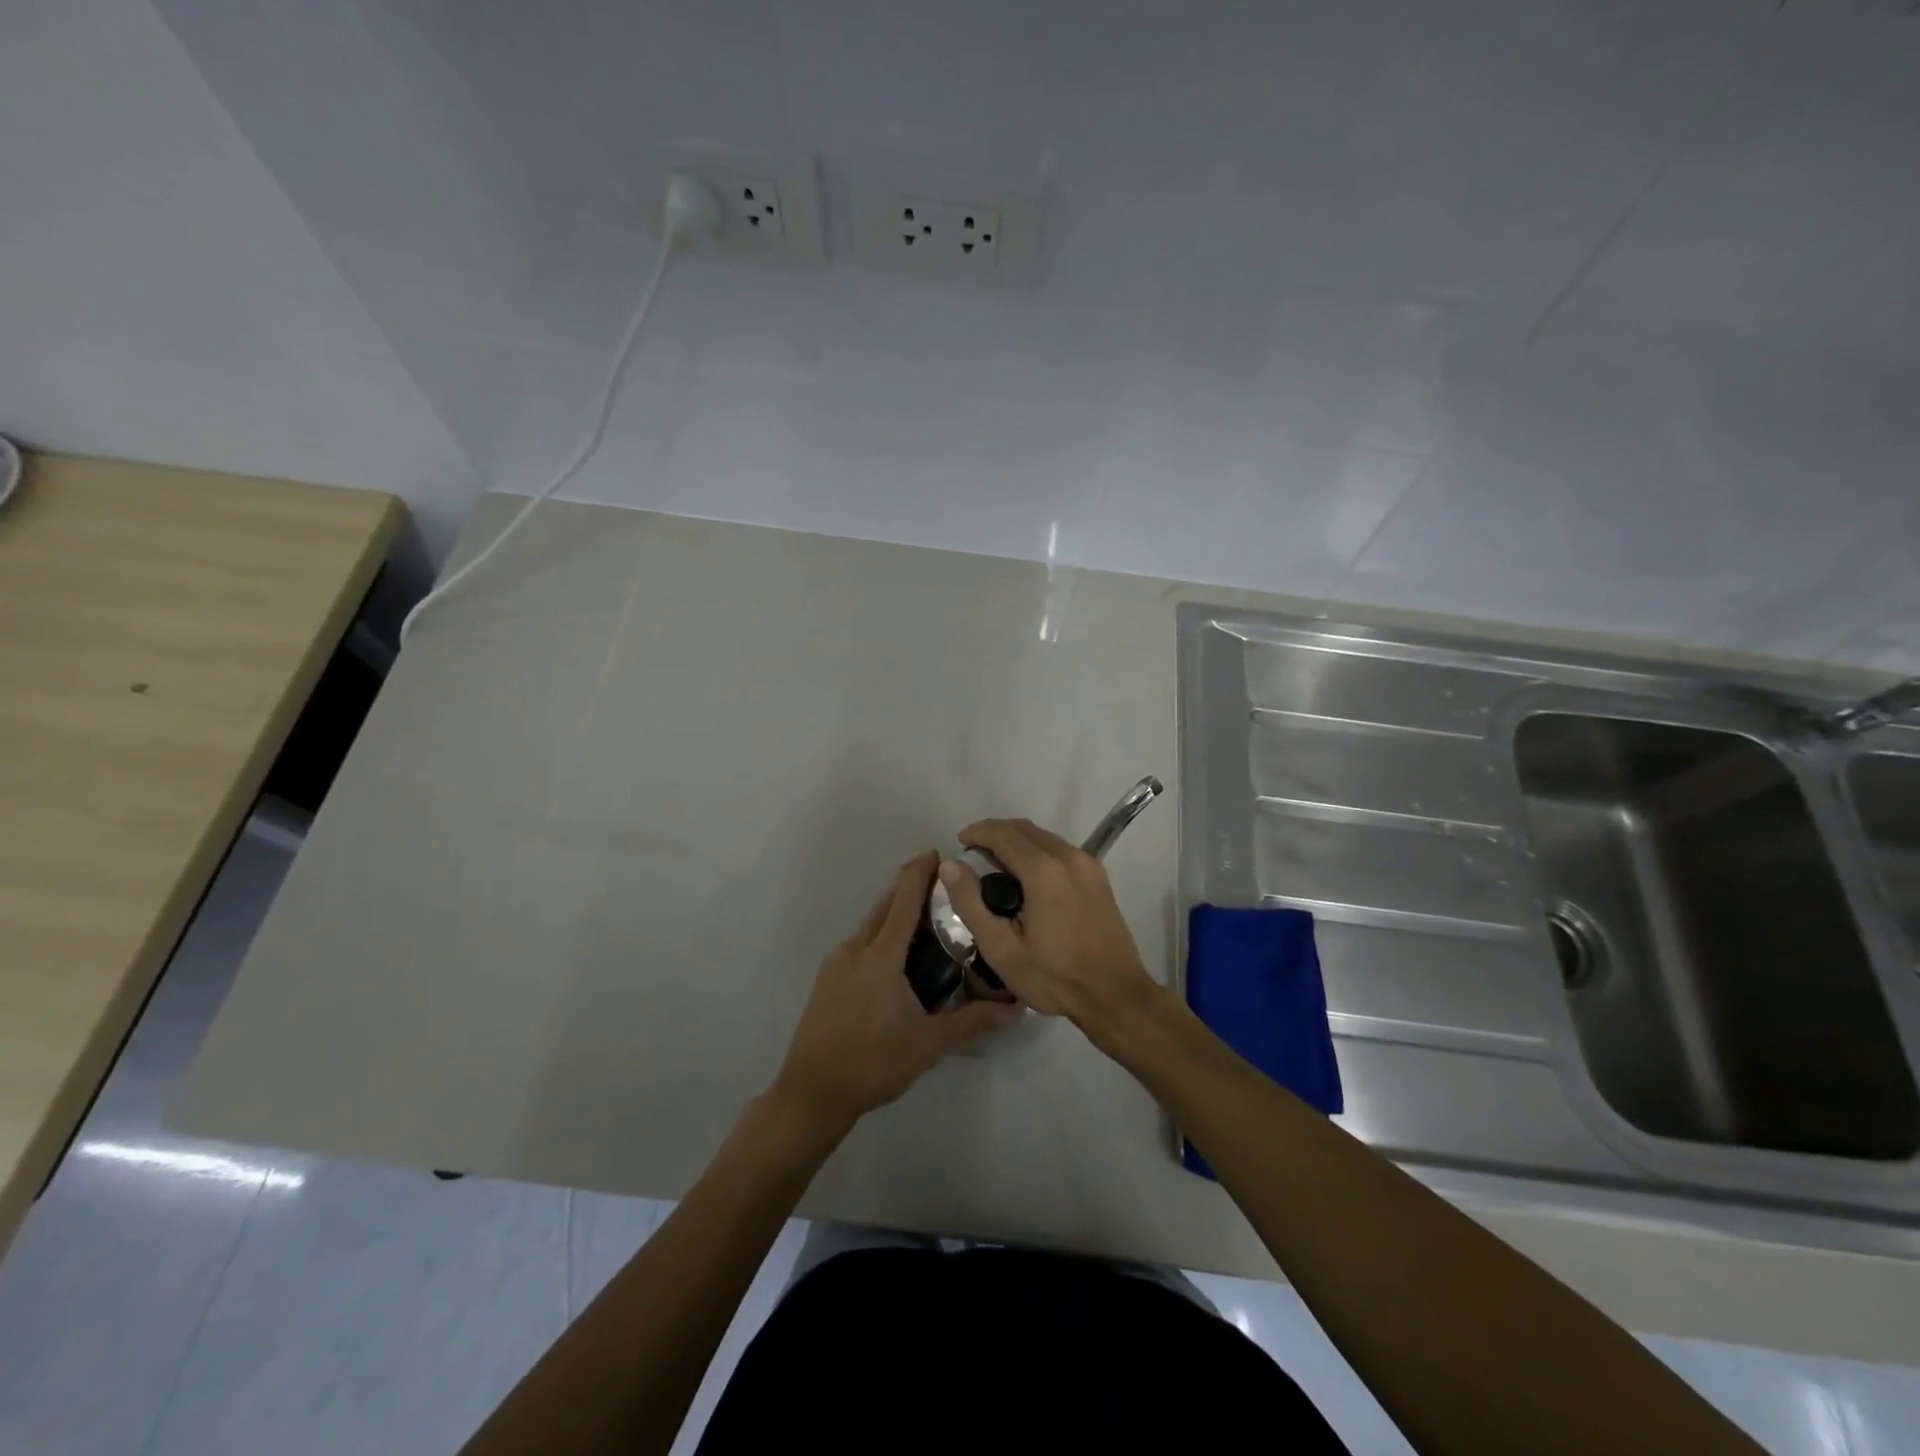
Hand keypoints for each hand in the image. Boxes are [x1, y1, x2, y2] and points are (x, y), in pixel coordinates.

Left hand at [773, 852, 1017, 1130]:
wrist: (811, 1093)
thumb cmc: (873, 1063)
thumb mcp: (929, 1044)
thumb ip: (972, 1022)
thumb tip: (1016, 1008)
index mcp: (880, 956)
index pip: (904, 901)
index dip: (920, 873)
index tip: (938, 853)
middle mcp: (855, 949)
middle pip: (884, 905)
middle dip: (909, 887)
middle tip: (942, 884)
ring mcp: (836, 963)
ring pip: (869, 924)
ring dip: (894, 911)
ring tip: (925, 919)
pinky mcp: (826, 980)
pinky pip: (859, 943)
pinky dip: (880, 934)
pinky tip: (896, 957)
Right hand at [939, 819, 1161, 1027]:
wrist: (1116, 996)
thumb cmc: (1054, 977)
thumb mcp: (1001, 949)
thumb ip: (971, 903)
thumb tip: (950, 865)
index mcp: (1043, 870)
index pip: (1002, 833)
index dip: (977, 832)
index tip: (959, 843)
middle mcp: (1068, 857)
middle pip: (1024, 829)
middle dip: (995, 833)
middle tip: (973, 854)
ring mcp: (1088, 865)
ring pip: (1044, 838)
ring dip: (1017, 842)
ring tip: (996, 867)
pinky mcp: (1099, 877)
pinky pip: (1060, 850)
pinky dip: (1037, 852)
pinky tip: (1027, 879)